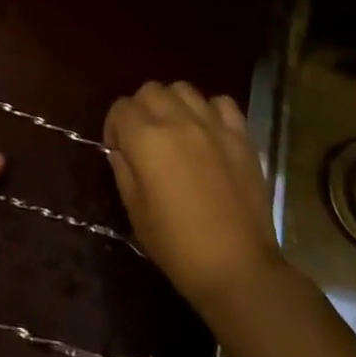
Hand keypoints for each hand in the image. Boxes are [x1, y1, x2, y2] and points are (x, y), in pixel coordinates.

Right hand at [104, 81, 282, 307]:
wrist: (237, 267)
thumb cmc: (177, 246)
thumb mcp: (135, 211)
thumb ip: (123, 170)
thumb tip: (120, 149)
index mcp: (146, 139)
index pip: (120, 108)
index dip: (114, 126)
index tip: (119, 150)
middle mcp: (177, 120)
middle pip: (150, 90)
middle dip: (141, 109)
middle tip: (145, 139)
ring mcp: (213, 125)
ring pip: (184, 89)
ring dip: (173, 104)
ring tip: (177, 131)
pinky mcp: (241, 136)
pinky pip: (221, 103)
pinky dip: (210, 110)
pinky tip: (209, 132)